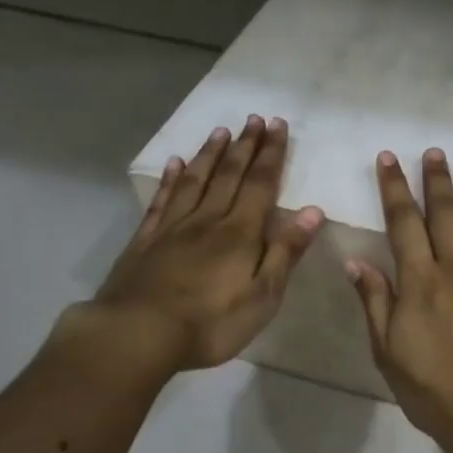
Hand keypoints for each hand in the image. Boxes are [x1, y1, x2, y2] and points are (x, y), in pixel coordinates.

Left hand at [90, 115, 322, 373]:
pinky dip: (169, 179)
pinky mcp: (146, 241)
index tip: (278, 125)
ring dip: (210, 155)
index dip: (271, 155)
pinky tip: (173, 164)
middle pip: (229, 175)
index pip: (260, 184)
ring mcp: (172, 227)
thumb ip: (286, 252)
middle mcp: (208, 220)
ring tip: (221, 131)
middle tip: (254, 119)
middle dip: (245, 146)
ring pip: (195, 180)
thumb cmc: (211, 322)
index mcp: (240, 233)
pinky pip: (161, 201)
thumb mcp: (263, 296)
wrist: (138, 334)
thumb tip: (313, 212)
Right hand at [347, 148, 452, 452]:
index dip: (395, 188)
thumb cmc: (436, 391)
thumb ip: (376, 303)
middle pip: (445, 213)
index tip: (390, 159)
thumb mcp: (389, 354)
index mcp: (420, 281)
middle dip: (437, 179)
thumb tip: (357, 261)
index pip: (404, 222)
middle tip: (434, 152)